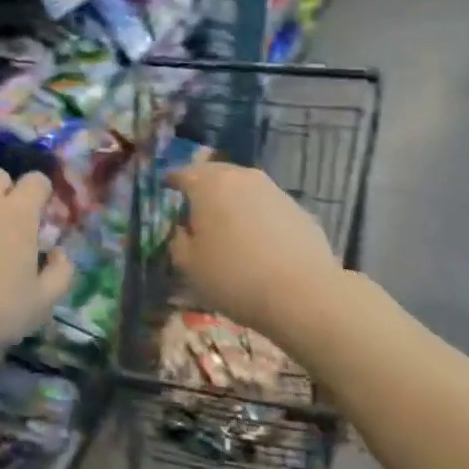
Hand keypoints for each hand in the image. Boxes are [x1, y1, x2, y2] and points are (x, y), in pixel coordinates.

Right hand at [168, 161, 341, 335]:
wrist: (303, 294)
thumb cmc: (233, 277)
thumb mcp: (187, 265)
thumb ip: (177, 240)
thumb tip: (183, 230)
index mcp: (208, 184)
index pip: (181, 174)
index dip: (171, 182)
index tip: (166, 190)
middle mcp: (242, 177)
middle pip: (215, 174)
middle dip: (202, 186)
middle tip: (194, 206)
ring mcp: (274, 190)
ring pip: (243, 187)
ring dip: (231, 200)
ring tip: (226, 224)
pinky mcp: (298, 209)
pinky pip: (266, 205)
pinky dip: (255, 215)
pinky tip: (256, 240)